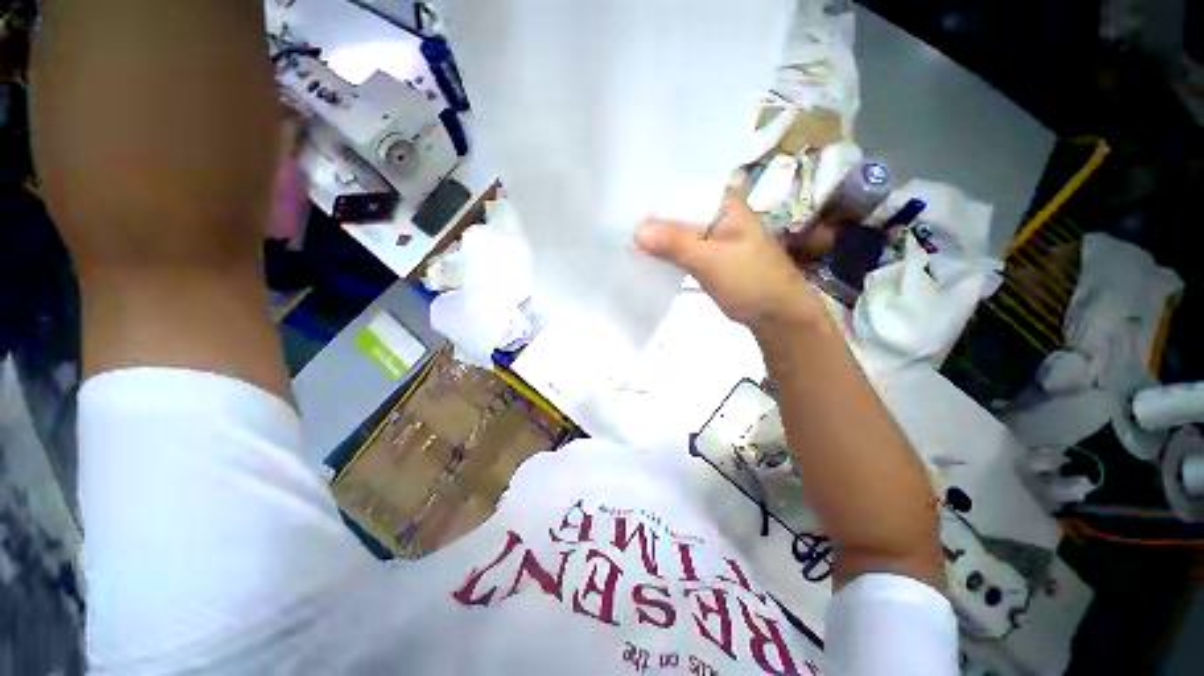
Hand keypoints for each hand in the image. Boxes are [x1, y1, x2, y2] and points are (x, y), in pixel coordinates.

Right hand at [636, 189, 824, 334]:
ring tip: (628, 238)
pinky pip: (684, 250)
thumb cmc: (750, 281)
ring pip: (681, 234)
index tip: (627, 202)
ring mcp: (714, 239)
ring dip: (660, 238)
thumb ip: (675, 244)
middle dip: (655, 219)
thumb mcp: (710, 260)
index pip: (685, 191)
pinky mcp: (710, 259)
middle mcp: (719, 217)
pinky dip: (668, 253)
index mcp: (725, 206)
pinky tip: (648, 256)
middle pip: (680, 213)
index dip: (657, 197)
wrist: (776, 315)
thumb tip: (637, 232)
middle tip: (621, 222)